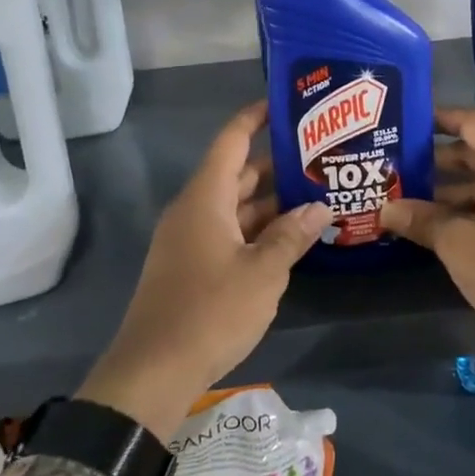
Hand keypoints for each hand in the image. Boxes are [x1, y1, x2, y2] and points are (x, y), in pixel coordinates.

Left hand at [78, 102, 330, 438]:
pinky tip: (291, 237)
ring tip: (316, 194)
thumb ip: (292, 236)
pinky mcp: (191, 266)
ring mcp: (190, 239)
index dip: (255, 118)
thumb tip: (320, 207)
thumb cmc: (210, 311)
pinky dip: (258, 230)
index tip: (286, 105)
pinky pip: (229, 233)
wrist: (154, 371)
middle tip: (320, 156)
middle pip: (237, 174)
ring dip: (271, 202)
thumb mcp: (263, 272)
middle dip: (276, 165)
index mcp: (205, 198)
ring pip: (235, 207)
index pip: (231, 141)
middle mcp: (194, 210)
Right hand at [380, 107, 474, 441]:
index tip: (409, 121)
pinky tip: (444, 221)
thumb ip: (421, 219)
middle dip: (440, 157)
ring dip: (455, 184)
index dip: (441, 118)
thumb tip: (385, 209)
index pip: (474, 122)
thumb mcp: (458, 245)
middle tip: (400, 163)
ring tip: (412, 195)